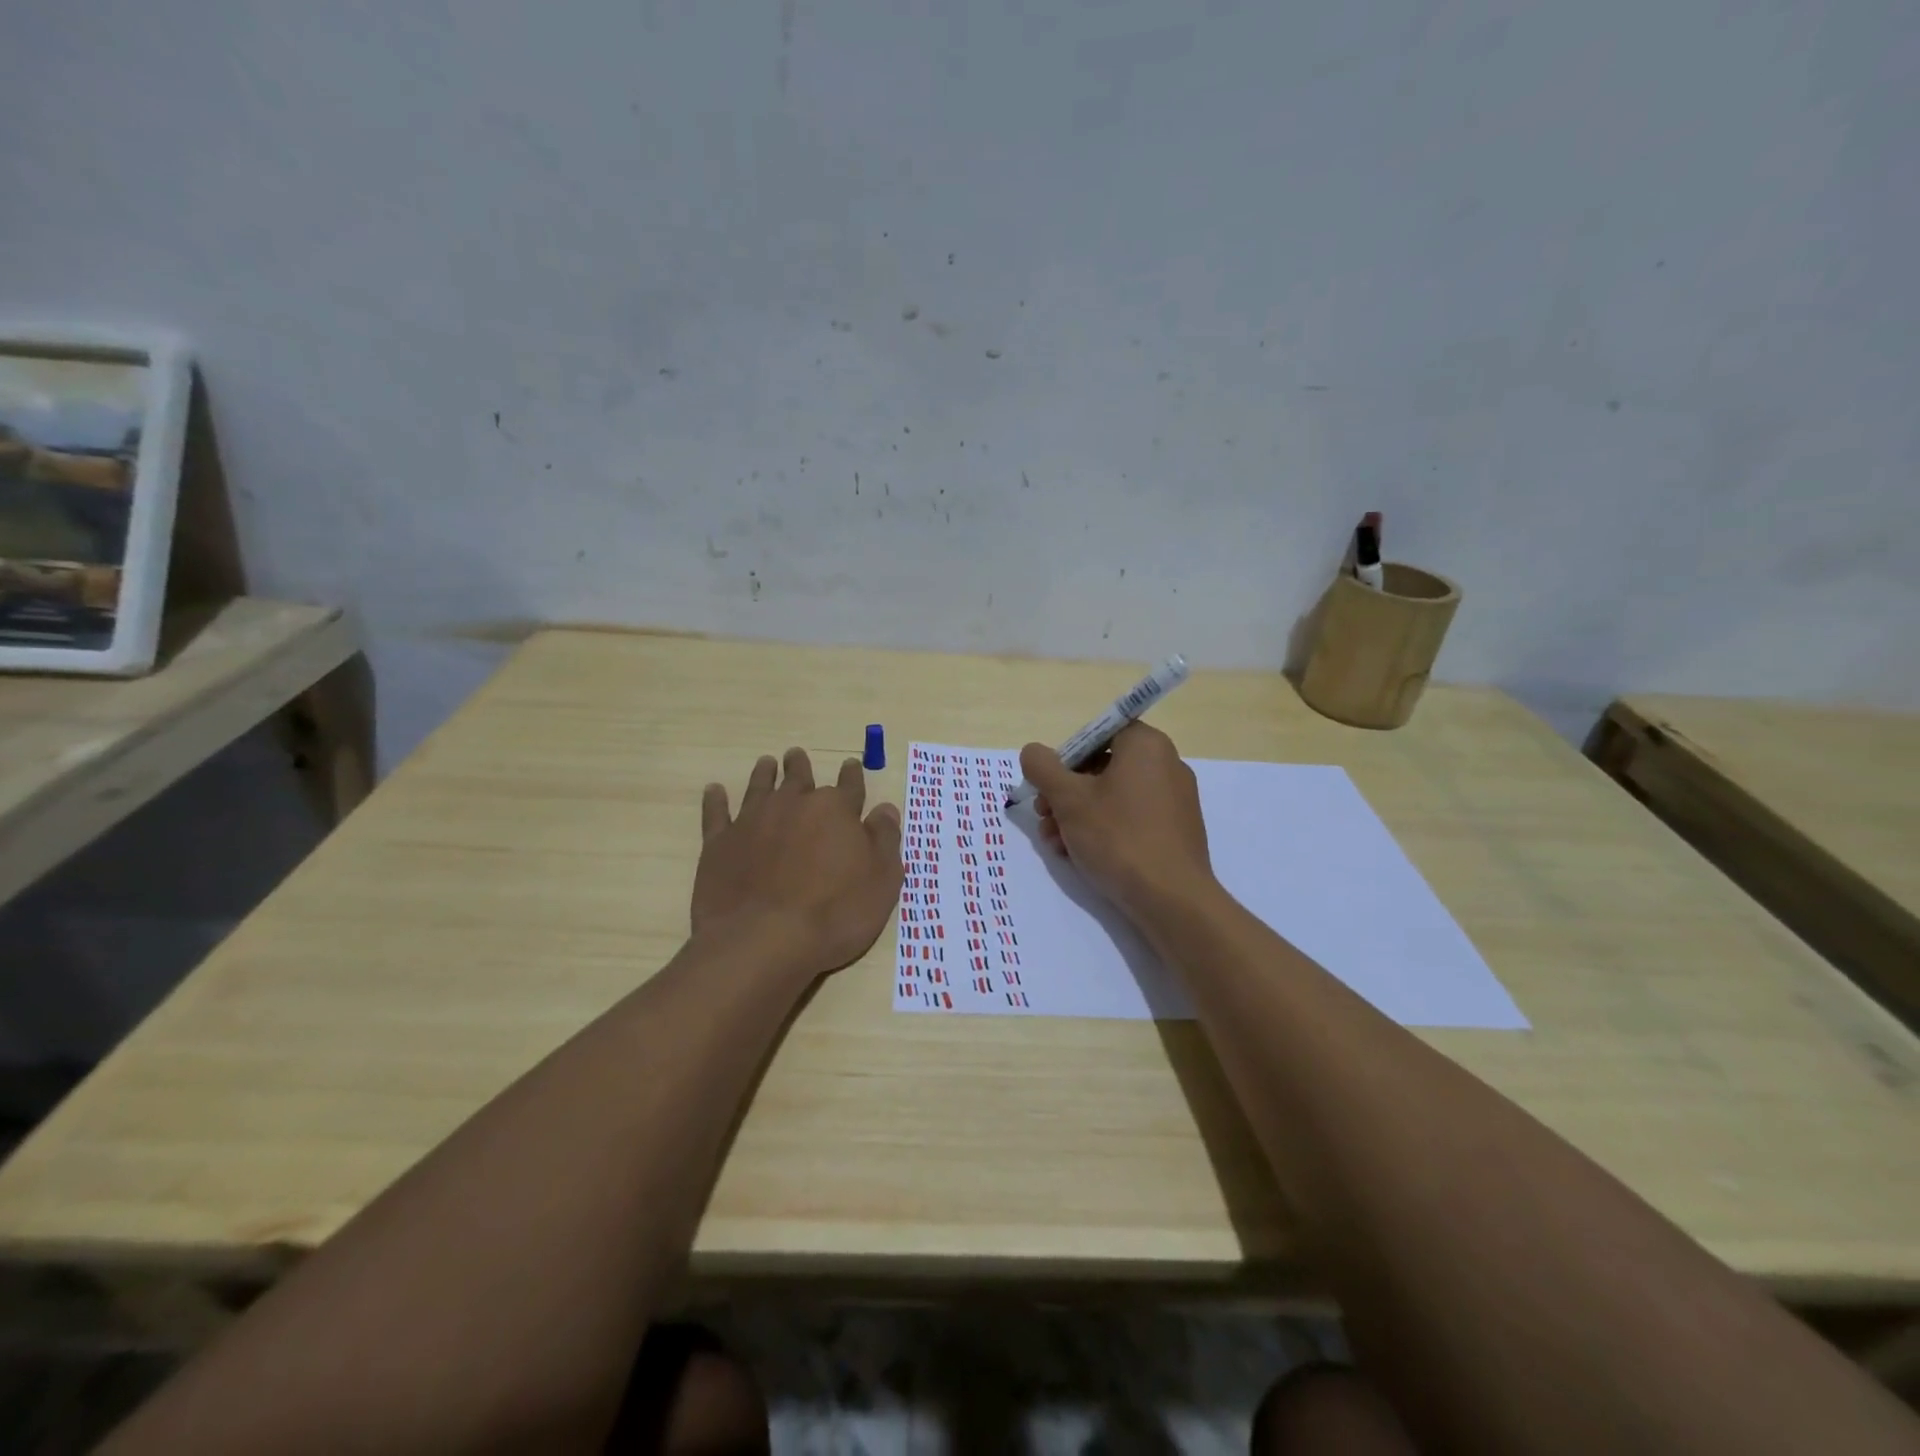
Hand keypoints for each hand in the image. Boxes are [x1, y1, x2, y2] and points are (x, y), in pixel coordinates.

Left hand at [692, 748, 903, 980]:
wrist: (764, 940)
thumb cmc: (835, 913)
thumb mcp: (882, 881)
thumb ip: (885, 840)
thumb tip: (886, 809)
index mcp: (836, 810)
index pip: (849, 786)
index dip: (852, 775)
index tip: (850, 765)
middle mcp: (793, 805)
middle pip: (799, 778)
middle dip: (800, 767)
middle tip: (796, 756)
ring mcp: (752, 821)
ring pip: (760, 787)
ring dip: (765, 774)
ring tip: (766, 763)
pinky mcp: (720, 843)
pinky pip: (716, 813)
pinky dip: (716, 800)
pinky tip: (715, 791)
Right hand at [1021, 723, 1214, 918]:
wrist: (1171, 899)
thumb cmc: (1118, 837)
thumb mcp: (1069, 799)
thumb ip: (1043, 768)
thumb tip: (1033, 752)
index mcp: (1146, 745)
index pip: (1097, 733)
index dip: (1066, 756)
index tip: (1048, 784)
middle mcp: (1166, 764)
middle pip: (1102, 766)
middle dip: (1065, 792)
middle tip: (1043, 815)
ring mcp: (1175, 799)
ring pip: (1113, 796)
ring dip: (1077, 815)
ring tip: (1055, 843)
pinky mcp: (1176, 830)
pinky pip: (1132, 818)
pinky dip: (1103, 829)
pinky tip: (1078, 854)